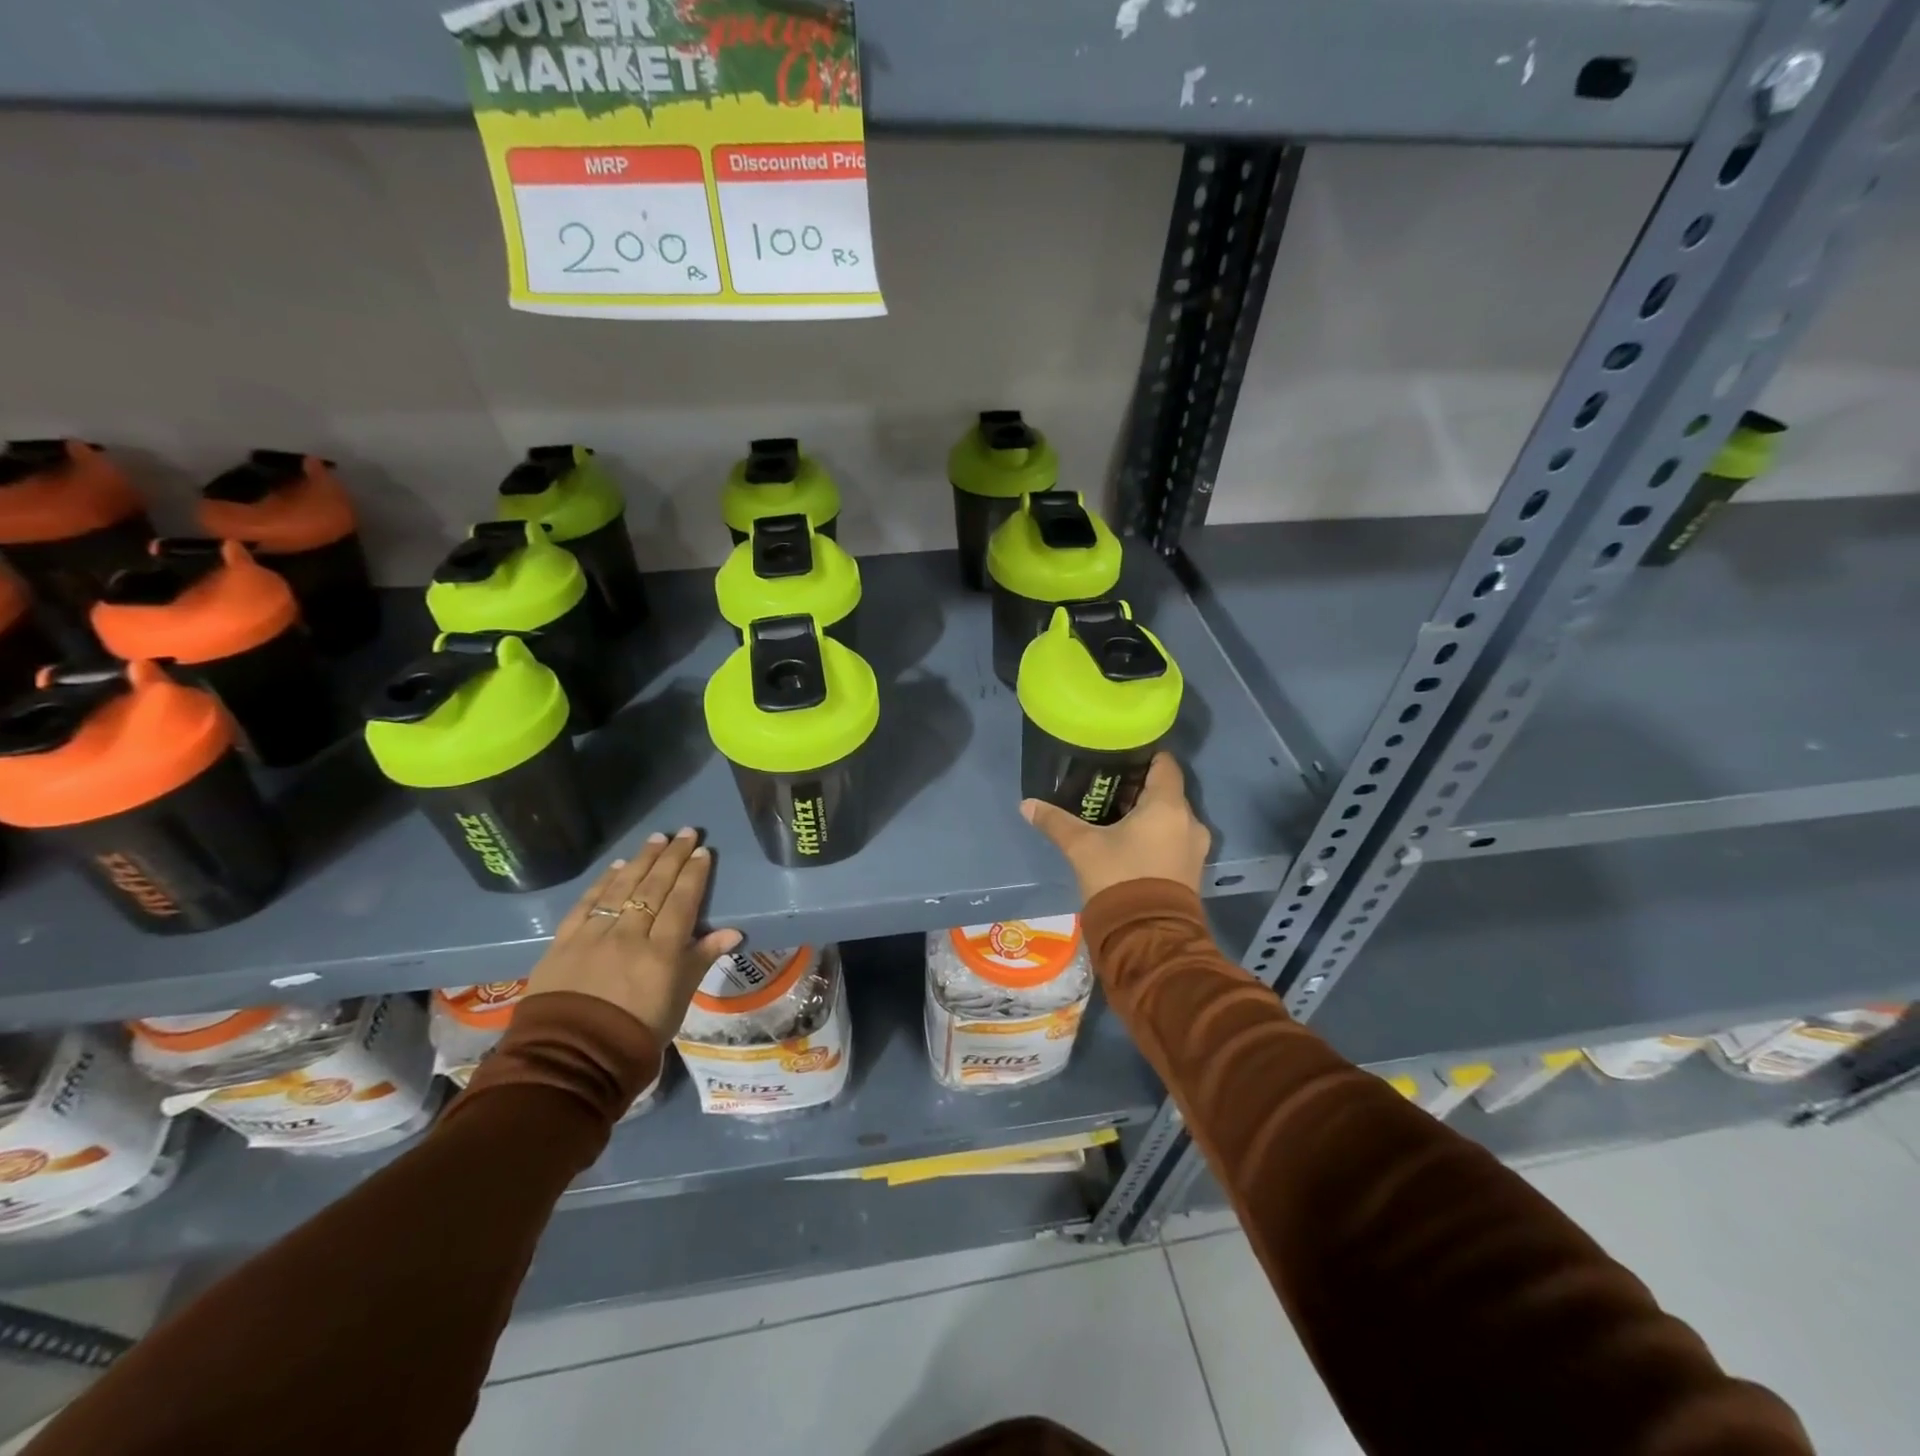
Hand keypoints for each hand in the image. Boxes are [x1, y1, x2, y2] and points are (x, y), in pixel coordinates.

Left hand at [525, 828, 740, 1042]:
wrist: (572, 1060)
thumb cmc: (637, 1034)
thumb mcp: (679, 1000)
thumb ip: (701, 959)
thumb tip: (733, 932)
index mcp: (662, 952)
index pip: (682, 902)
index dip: (693, 874)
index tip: (702, 850)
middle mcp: (630, 935)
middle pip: (654, 887)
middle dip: (671, 857)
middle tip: (684, 831)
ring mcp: (595, 936)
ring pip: (622, 888)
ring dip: (641, 860)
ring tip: (656, 838)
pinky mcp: (564, 942)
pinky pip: (588, 904)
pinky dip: (604, 883)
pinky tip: (617, 867)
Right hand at [1021, 752, 1210, 902]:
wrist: (1147, 937)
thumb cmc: (1118, 878)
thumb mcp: (1081, 847)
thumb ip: (1056, 822)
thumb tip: (1027, 804)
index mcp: (1168, 805)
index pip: (1165, 764)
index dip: (1145, 756)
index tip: (1121, 757)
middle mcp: (1190, 821)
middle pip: (1167, 791)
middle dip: (1139, 789)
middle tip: (1108, 790)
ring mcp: (1195, 848)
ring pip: (1171, 818)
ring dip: (1148, 816)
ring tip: (1115, 818)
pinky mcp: (1192, 871)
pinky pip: (1174, 840)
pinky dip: (1156, 836)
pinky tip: (1129, 844)